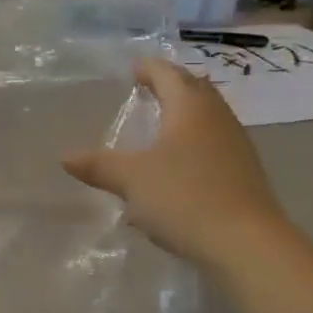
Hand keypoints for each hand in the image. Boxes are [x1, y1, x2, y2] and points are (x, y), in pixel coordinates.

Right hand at [63, 56, 292, 271]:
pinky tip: (178, 163)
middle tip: (147, 88)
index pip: (168, 74)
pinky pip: (213, 143)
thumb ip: (99, 165)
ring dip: (184, 114)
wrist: (246, 245)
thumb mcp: (131, 180)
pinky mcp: (243, 173)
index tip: (133, 68)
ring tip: (160, 123)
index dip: (149, 68)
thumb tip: (66, 158)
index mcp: (190, 108)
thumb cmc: (184, 197)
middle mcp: (217, 118)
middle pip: (194, 90)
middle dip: (171, 85)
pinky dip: (193, 141)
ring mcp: (235, 146)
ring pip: (207, 117)